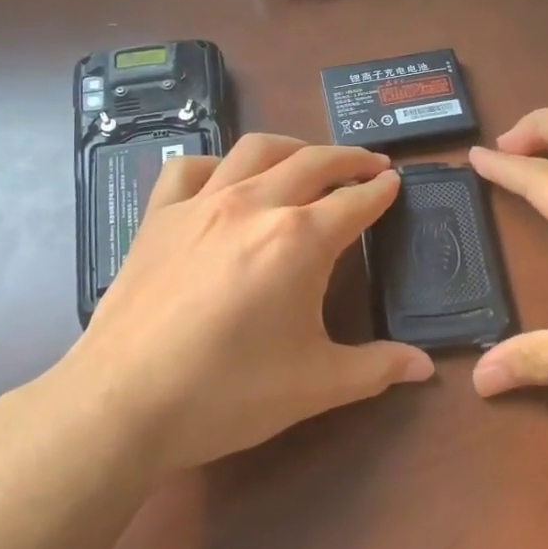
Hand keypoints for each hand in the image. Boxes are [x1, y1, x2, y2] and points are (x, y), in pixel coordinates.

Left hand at [60, 134, 434, 474]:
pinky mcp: (159, 217)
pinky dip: (216, 164)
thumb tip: (424, 367)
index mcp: (299, 239)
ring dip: (292, 147)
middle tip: (370, 164)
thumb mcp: (315, 385)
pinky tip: (224, 179)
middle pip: (313, 162)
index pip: (355, 202)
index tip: (396, 184)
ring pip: (255, 150)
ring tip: (309, 158)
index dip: (381, 192)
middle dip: (349, 158)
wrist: (123, 402)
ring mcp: (201, 204)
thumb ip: (375, 368)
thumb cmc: (228, 393)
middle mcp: (254, 205)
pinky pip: (189, 168)